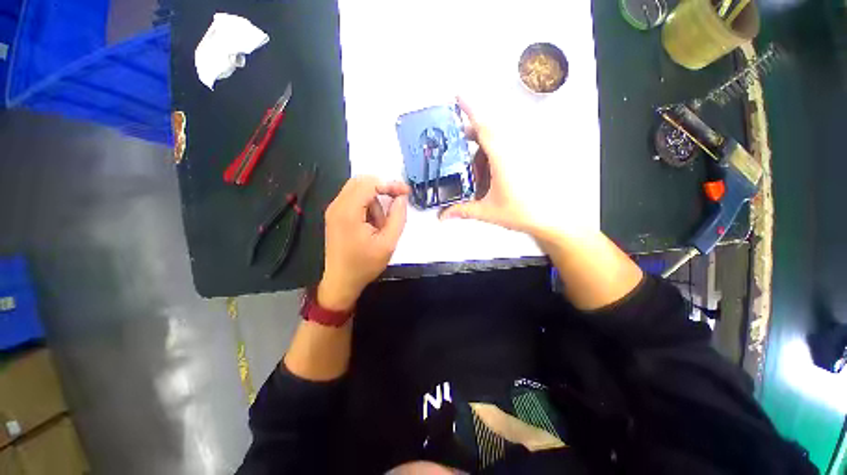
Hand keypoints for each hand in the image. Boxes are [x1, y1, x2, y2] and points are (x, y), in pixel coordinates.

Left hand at [318, 176, 409, 310]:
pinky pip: (353, 200)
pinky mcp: (335, 215)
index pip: (370, 184)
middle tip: (397, 201)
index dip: (390, 184)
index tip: (406, 192)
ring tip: (380, 225)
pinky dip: (367, 206)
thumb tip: (401, 197)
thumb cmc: (365, 265)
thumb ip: (398, 217)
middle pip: (361, 181)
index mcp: (348, 212)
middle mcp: (337, 206)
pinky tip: (371, 225)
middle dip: (382, 189)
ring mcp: (333, 210)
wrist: (341, 282)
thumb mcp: (388, 243)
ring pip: (358, 190)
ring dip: (374, 201)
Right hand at [440, 97, 585, 242]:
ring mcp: (521, 154)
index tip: (458, 95)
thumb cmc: (522, 212)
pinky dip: (493, 156)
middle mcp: (513, 151)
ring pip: (496, 140)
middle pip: (488, 131)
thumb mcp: (487, 211)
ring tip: (476, 170)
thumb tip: (443, 215)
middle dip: (471, 134)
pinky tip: (489, 175)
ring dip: (482, 150)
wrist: (549, 218)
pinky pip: (505, 148)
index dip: (471, 109)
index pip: (484, 127)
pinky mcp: (526, 159)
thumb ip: (463, 210)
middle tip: (459, 141)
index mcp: (502, 159)